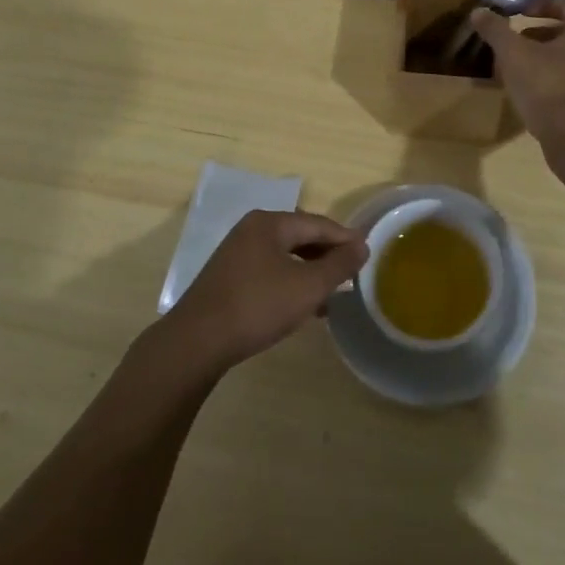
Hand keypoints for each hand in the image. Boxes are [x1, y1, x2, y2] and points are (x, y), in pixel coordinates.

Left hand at [160, 209, 367, 373]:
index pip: (318, 223)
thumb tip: (362, 245)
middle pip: (300, 236)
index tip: (368, 254)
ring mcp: (237, 253)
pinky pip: (270, 271)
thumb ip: (338, 265)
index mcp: (270, 222)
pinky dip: (290, 282)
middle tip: (351, 275)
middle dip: (327, 255)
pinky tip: (301, 307)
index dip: (345, 238)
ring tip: (331, 296)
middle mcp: (252, 230)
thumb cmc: (258, 306)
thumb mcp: (307, 287)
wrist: (197, 342)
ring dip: (310, 272)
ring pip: (285, 256)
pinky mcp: (228, 277)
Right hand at [471, 0, 564, 143]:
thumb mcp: (515, 56)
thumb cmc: (549, 89)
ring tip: (515, 69)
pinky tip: (529, 95)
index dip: (540, 5)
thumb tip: (478, 11)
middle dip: (537, 35)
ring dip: (542, 60)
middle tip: (512, 42)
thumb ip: (497, 31)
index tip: (518, 13)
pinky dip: (551, 81)